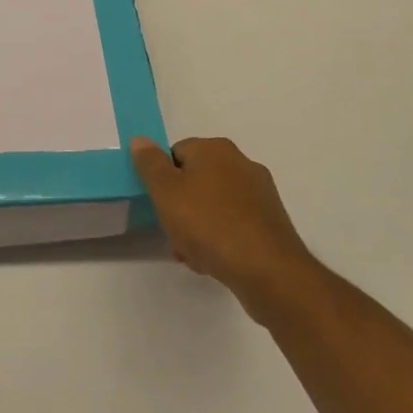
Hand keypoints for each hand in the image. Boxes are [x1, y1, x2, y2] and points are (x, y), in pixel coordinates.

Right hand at [131, 136, 325, 327]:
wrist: (268, 272)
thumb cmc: (209, 224)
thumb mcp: (166, 192)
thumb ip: (150, 164)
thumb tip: (141, 140)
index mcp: (215, 148)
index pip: (175, 154)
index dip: (162, 180)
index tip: (160, 206)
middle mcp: (241, 163)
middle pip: (196, 179)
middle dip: (180, 206)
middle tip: (173, 234)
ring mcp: (260, 193)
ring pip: (214, 204)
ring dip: (199, 226)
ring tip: (193, 254)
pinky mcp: (271, 222)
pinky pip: (235, 223)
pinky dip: (222, 238)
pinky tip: (215, 261)